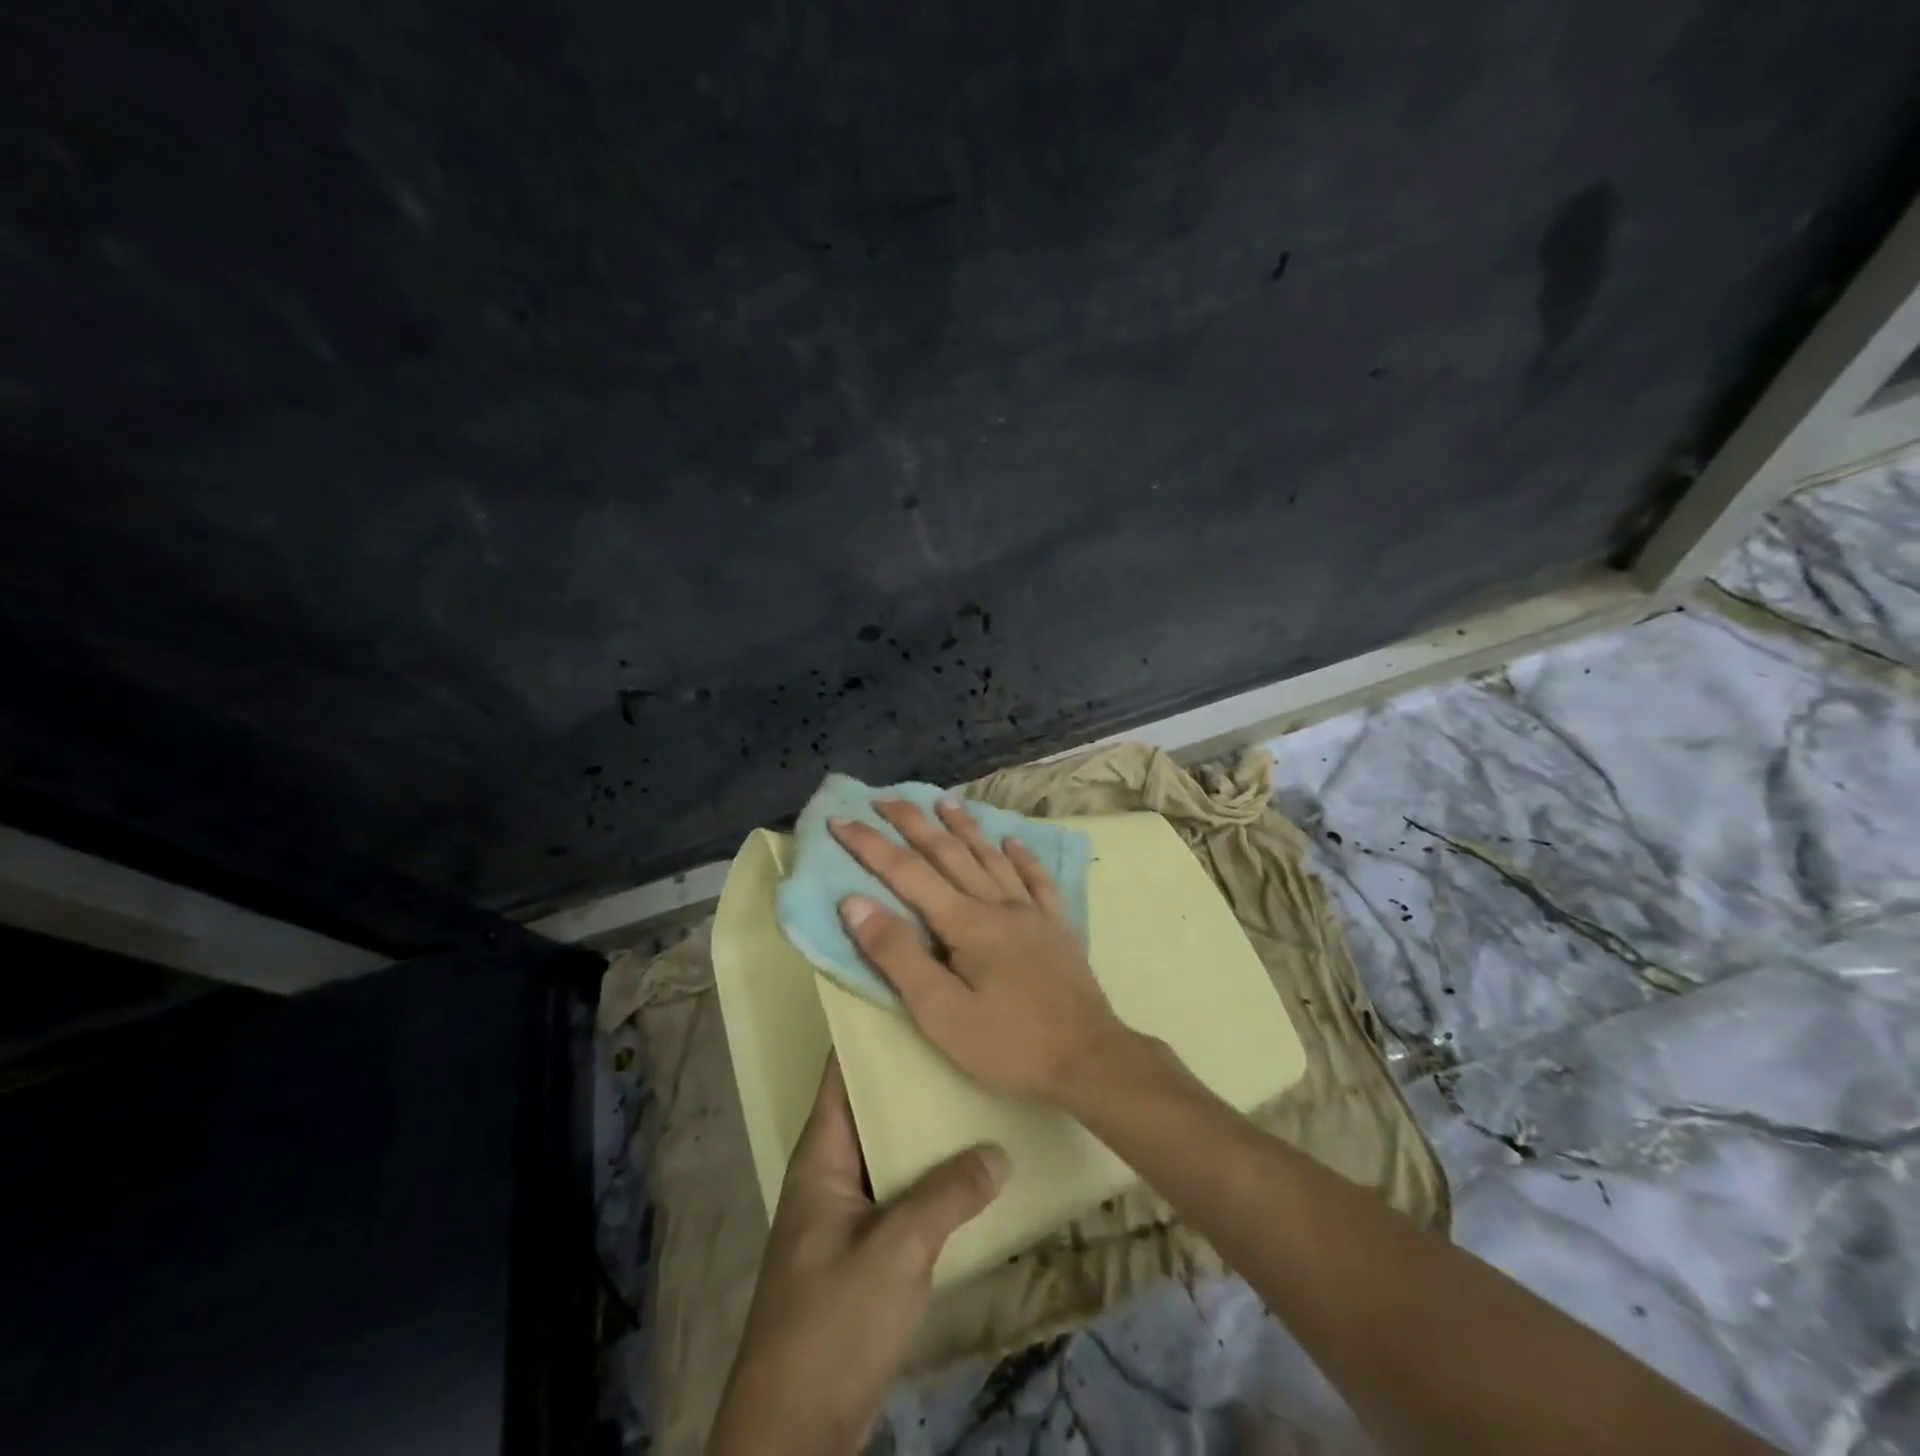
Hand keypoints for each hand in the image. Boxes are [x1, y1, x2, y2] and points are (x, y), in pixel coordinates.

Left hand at [707, 1057, 1007, 1455]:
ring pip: (892, 1150)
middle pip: (872, 1107)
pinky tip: (973, 1167)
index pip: (842, 1073)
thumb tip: (998, 1151)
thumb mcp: (895, 1251)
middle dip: (913, 1076)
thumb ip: (947, 1196)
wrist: (796, 1431)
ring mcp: (848, 1213)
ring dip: (927, 1129)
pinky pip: (903, 1192)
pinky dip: (932, 1176)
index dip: (870, 1032)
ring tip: (977, 1089)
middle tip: (964, 1038)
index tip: (913, 995)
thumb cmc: (832, 1322)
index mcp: (821, 1156)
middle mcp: (832, 1173)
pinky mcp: (866, 1250)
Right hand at [830, 798, 1129, 1102]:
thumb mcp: (940, 1012)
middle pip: (949, 852)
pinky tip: (1014, 841)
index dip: (870, 845)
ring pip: (992, 857)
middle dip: (913, 823)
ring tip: (944, 802)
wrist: (1090, 1059)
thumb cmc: (1008, 1044)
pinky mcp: (1058, 927)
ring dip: (965, 827)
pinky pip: (1038, 879)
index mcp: (966, 923)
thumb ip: (898, 955)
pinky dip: (1023, 856)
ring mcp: (1033, 912)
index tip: (841, 819)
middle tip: (885, 798)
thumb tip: (855, 902)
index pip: (907, 872)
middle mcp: (999, 904)